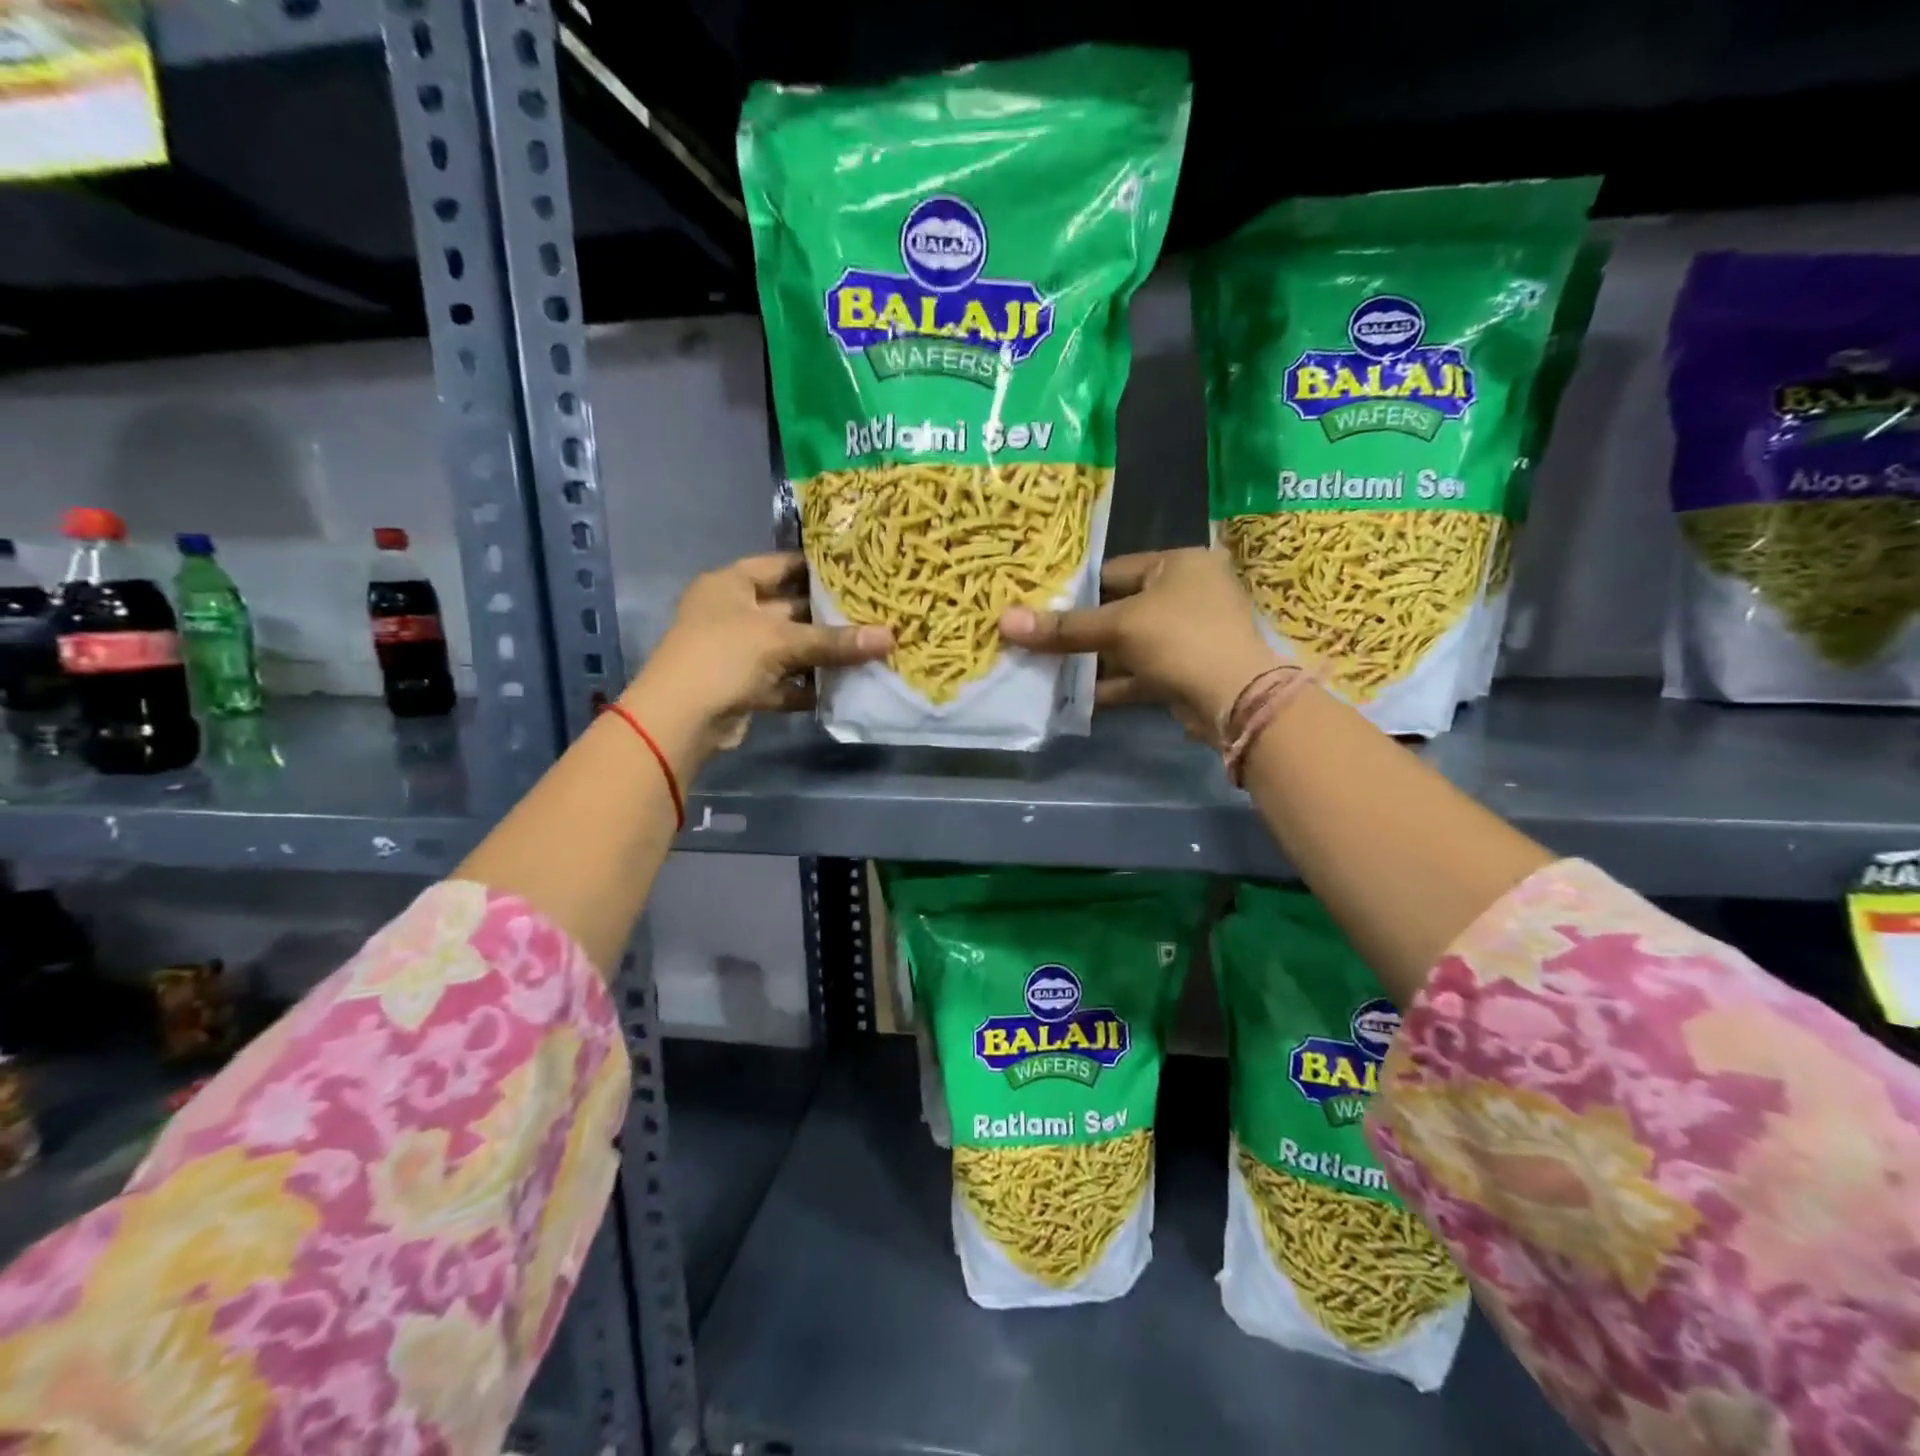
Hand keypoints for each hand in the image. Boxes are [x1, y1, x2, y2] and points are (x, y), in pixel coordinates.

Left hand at [625, 552, 889, 764]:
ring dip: (823, 654)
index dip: (817, 567)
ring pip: (790, 648)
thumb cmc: (723, 657)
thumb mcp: (781, 641)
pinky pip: (785, 680)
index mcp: (730, 584)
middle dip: (829, 616)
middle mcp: (733, 613)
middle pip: (790, 608)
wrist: (680, 719)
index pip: (780, 565)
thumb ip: (835, 641)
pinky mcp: (745, 687)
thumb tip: (890, 637)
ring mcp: (738, 652)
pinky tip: (844, 686)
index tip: (858, 570)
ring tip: (869, 650)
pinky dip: (809, 685)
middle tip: (875, 613)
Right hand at [999, 547, 1278, 743]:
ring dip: (1093, 660)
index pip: (1116, 570)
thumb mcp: (1118, 627)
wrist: (1236, 700)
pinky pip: (1140, 672)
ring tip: (1048, 669)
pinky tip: (1077, 697)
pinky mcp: (1185, 672)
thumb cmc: (1179, 639)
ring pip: (1129, 645)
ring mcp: (1189, 635)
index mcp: (1180, 564)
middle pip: (1120, 609)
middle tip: (1039, 639)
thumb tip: (1004, 621)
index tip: (1040, 605)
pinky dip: (1112, 684)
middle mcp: (1189, 593)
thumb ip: (1064, 627)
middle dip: (1082, 630)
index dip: (1078, 589)